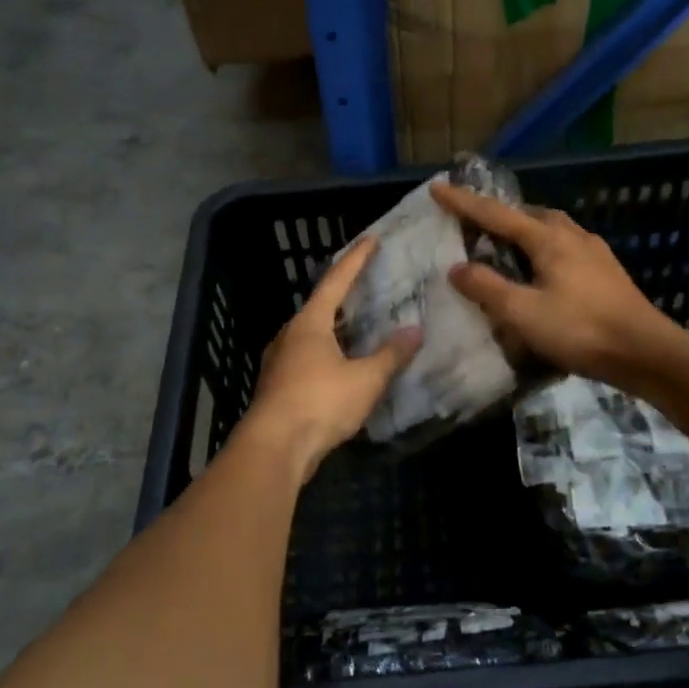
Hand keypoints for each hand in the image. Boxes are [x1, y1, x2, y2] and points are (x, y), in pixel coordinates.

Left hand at [238, 236, 420, 474]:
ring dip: (336, 329)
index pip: (336, 281)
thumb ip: (391, 355)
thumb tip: (414, 331)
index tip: (371, 239)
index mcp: (309, 323)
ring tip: (362, 327)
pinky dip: (329, 354)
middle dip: (345, 296)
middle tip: (369, 287)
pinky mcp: (279, 387)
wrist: (274, 448)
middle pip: (320, 307)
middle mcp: (290, 335)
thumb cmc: (320, 403)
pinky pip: (308, 359)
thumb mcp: (365, 379)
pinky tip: (344, 366)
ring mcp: (280, 361)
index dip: (356, 259)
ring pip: (312, 335)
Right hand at [431, 182, 678, 388]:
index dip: (464, 203)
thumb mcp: (523, 312)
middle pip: (529, 214)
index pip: (496, 214)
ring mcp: (594, 253)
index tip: (437, 188)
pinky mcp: (607, 272)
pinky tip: (542, 271)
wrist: (645, 352)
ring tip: (505, 246)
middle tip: (474, 222)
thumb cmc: (580, 330)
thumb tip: (457, 268)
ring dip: (524, 231)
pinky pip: (566, 248)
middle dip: (499, 214)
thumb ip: (487, 287)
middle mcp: (572, 236)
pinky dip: (543, 249)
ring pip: (551, 229)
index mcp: (549, 239)